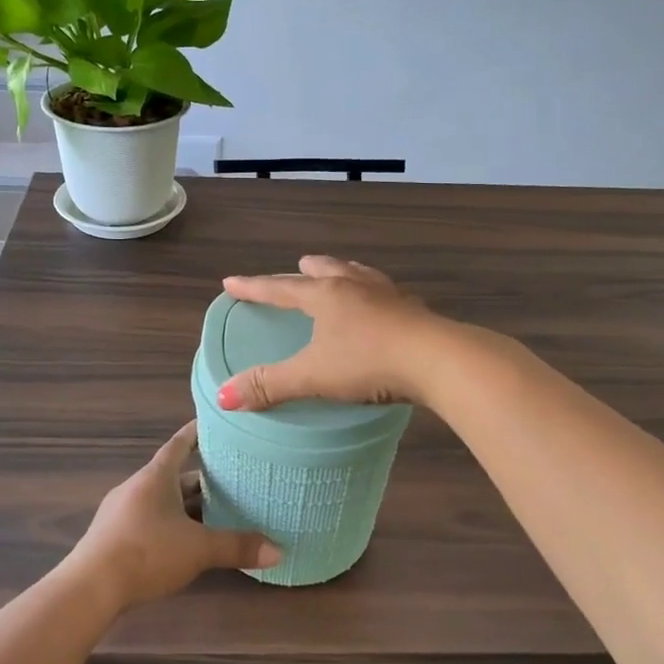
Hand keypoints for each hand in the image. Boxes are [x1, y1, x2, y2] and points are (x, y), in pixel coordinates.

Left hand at [61, 422, 280, 609]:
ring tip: (215, 513)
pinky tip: (184, 542)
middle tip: (231, 479)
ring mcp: (121, 512)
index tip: (214, 424)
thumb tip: (279, 551)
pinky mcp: (113, 537)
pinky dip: (169, 525)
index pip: (179, 444)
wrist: (90, 588)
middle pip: (172, 476)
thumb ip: (237, 547)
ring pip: (161, 501)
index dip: (196, 433)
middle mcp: (137, 487)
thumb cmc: (146, 552)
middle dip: (200, 479)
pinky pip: (149, 520)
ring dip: (185, 506)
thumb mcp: (198, 550)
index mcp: (155, 477)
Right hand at [218, 256, 450, 411]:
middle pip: (325, 269)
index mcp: (326, 295)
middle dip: (306, 270)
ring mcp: (389, 296)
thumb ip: (270, 385)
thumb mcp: (313, 376)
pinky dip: (375, 296)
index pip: (280, 288)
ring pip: (360, 275)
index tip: (231, 282)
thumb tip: (224, 396)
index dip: (253, 287)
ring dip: (344, 274)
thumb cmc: (369, 362)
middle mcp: (355, 286)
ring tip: (340, 276)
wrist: (439, 360)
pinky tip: (382, 308)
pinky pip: (387, 295)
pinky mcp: (416, 311)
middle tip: (298, 267)